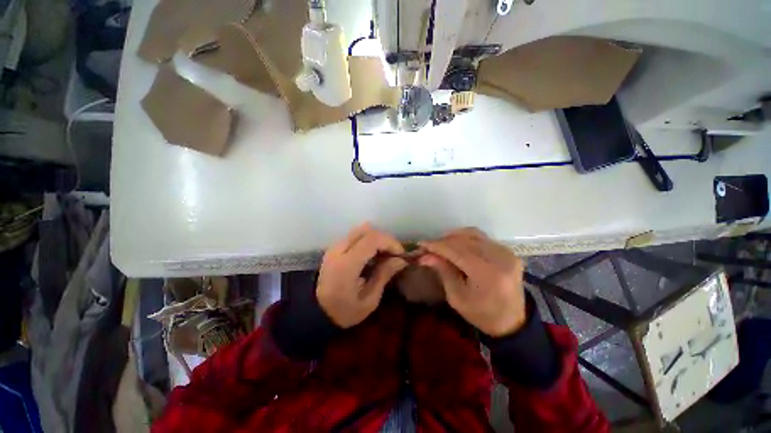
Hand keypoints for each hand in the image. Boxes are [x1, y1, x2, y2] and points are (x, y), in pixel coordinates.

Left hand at [316, 223, 407, 327]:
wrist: (316, 313)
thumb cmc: (344, 312)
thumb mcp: (369, 300)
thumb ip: (384, 275)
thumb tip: (401, 260)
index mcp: (347, 265)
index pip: (372, 240)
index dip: (390, 242)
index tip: (400, 254)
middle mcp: (338, 250)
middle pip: (367, 231)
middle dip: (385, 239)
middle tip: (394, 254)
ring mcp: (334, 247)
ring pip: (360, 230)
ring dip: (376, 238)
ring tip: (384, 254)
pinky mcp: (334, 248)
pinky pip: (355, 236)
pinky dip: (368, 240)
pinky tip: (372, 254)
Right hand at [419, 228, 525, 336]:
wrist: (513, 322)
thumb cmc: (482, 314)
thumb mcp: (457, 297)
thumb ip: (443, 271)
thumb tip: (425, 255)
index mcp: (486, 273)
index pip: (456, 250)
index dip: (436, 245)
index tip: (421, 244)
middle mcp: (499, 257)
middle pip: (463, 240)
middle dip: (443, 241)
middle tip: (429, 247)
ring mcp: (506, 252)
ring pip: (473, 234)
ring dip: (454, 237)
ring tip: (442, 245)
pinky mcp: (508, 251)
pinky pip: (482, 238)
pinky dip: (466, 238)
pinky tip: (457, 245)